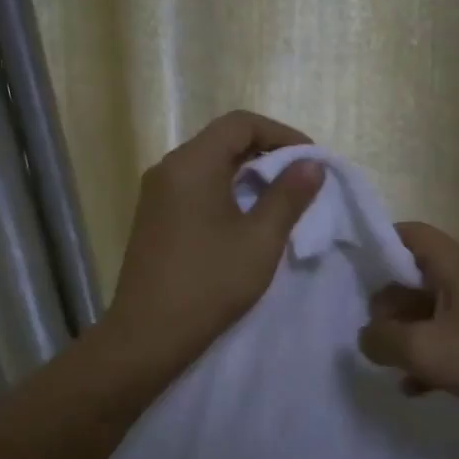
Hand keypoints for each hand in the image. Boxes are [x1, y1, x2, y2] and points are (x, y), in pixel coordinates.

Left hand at [101, 111, 326, 370]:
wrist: (147, 335)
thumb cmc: (209, 283)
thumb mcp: (260, 239)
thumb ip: (288, 196)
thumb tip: (311, 164)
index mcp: (191, 164)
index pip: (240, 123)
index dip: (281, 134)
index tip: (310, 160)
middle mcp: (168, 169)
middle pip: (222, 140)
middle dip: (266, 152)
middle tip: (300, 179)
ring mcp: (156, 194)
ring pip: (208, 165)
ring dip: (246, 173)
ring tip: (279, 199)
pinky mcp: (154, 218)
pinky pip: (194, 187)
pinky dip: (225, 190)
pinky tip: (245, 219)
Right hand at [356, 222, 458, 438]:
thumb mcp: (425, 349)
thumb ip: (383, 339)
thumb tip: (365, 336)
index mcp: (456, 265)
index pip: (410, 233)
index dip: (379, 243)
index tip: (351, 269)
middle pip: (414, 276)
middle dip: (386, 301)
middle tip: (366, 329)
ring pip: (428, 312)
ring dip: (405, 333)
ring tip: (382, 359)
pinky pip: (447, 341)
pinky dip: (427, 358)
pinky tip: (411, 387)